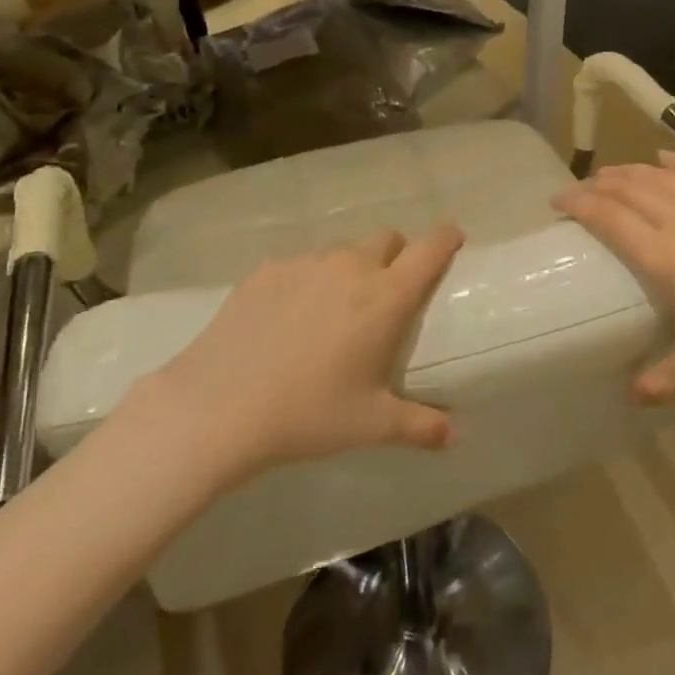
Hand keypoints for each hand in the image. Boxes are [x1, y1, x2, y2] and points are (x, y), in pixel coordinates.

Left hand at [120, 225, 464, 490]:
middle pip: (387, 239)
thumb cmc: (309, 414)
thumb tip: (455, 437)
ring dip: (350, 270)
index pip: (430, 248)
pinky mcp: (267, 269)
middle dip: (395, 256)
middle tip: (384, 295)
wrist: (219, 406)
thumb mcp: (371, 425)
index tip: (452, 239)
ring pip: (342, 251)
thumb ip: (420, 426)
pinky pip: (301, 264)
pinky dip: (307, 281)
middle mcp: (352, 266)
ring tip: (331, 313)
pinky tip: (287, 319)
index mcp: (386, 296)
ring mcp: (307, 262)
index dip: (446, 238)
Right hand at [554, 155, 674, 404]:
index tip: (557, 201)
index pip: (610, 218)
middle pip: (631, 190)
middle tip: (579, 190)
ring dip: (631, 171)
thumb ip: (661, 378)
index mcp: (668, 260)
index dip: (578, 204)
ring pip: (663, 176)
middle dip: (598, 185)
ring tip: (611, 174)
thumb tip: (631, 394)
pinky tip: (664, 158)